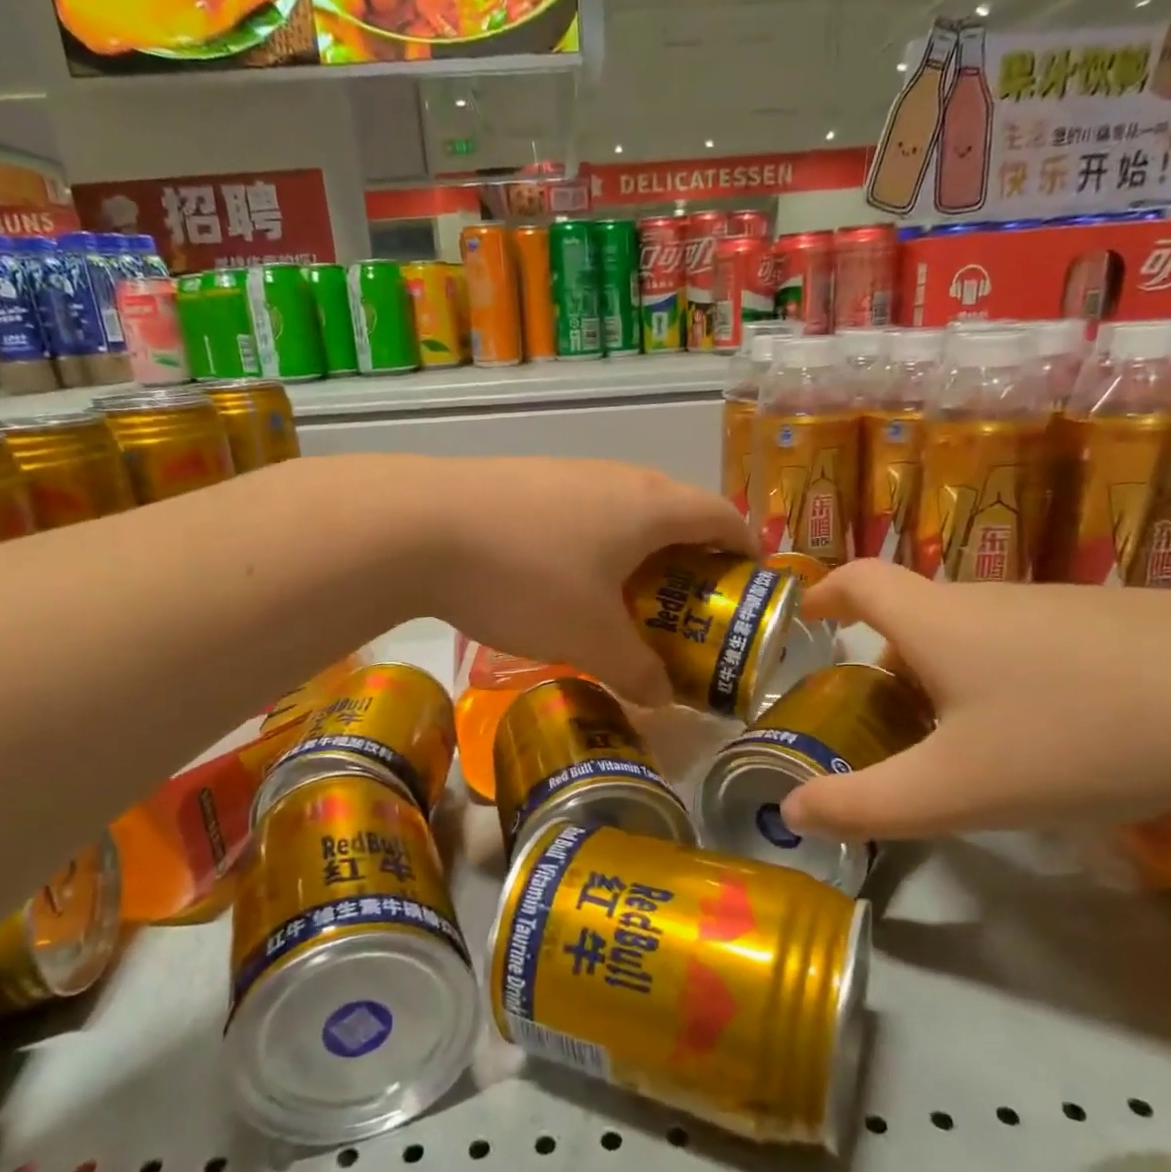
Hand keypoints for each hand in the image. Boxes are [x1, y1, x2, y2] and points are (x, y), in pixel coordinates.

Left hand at [426, 458, 755, 705]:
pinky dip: (596, 544)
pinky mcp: (526, 480)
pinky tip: (565, 581)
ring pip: (626, 511)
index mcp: (652, 506)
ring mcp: (568, 473)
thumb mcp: (590, 638)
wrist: (419, 526)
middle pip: (677, 511)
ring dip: (639, 552)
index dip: (747, 550)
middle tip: (687, 610)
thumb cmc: (527, 579)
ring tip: (626, 601)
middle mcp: (619, 477)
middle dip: (692, 559)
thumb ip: (638, 671)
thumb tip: (665, 698)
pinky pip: (583, 511)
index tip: (750, 587)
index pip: (724, 516)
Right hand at [777, 561, 1170, 840]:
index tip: (805, 616)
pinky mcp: (1116, 625)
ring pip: (974, 633)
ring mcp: (1057, 608)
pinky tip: (1048, 736)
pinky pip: (1029, 645)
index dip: (823, 591)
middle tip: (881, 718)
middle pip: (915, 615)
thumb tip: (790, 813)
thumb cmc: (1074, 736)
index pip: (860, 580)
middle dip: (884, 659)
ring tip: (961, 741)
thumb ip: (863, 805)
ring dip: (946, 673)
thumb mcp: (953, 789)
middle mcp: (988, 600)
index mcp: (936, 621)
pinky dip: (1005, 680)